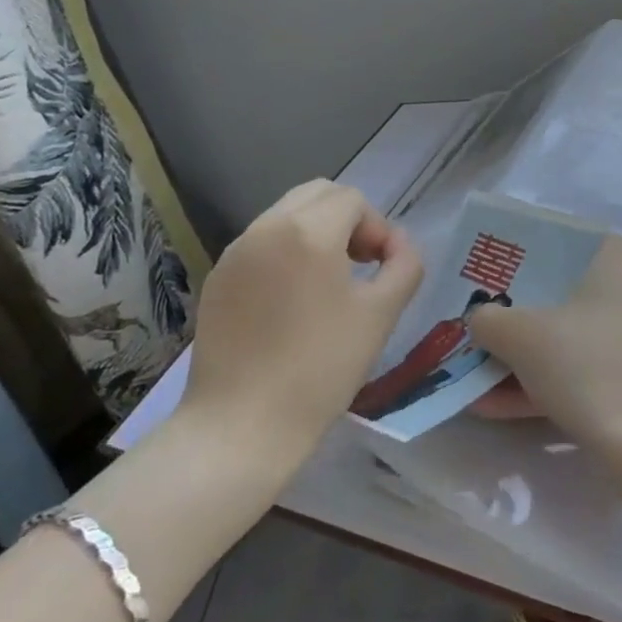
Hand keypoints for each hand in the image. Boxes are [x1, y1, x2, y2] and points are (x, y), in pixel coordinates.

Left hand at [180, 180, 423, 456]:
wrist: (241, 427)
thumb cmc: (320, 368)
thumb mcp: (381, 314)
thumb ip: (404, 265)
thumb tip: (399, 244)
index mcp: (308, 231)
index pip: (352, 199)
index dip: (377, 227)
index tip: (380, 269)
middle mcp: (266, 228)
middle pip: (316, 194)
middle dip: (346, 220)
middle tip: (359, 266)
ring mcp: (235, 252)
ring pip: (285, 216)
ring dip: (315, 234)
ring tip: (327, 285)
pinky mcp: (217, 279)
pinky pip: (261, 244)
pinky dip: (285, 253)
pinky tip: (291, 303)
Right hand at [467, 235, 621, 451]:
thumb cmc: (585, 362)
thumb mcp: (519, 334)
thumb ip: (489, 319)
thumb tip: (480, 320)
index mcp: (618, 260)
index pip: (566, 242)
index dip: (525, 255)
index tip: (493, 273)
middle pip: (565, 294)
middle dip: (519, 315)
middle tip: (482, 323)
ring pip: (571, 339)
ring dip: (525, 358)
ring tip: (476, 375)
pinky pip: (584, 373)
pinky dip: (545, 385)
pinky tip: (497, 408)